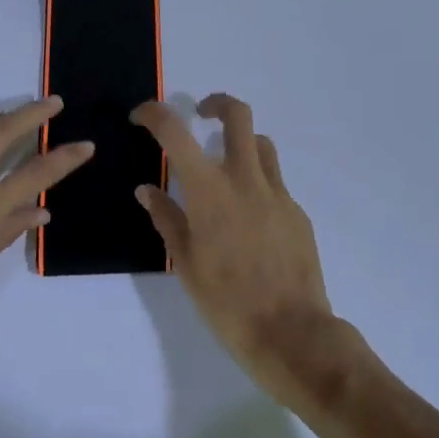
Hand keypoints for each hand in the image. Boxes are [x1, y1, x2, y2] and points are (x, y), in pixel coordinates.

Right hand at [131, 95, 352, 409]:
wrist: (292, 333)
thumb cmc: (227, 302)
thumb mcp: (185, 264)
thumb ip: (166, 218)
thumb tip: (147, 190)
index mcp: (210, 190)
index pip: (176, 131)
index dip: (154, 113)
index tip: (141, 116)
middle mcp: (245, 179)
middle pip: (237, 115)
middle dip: (217, 104)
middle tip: (201, 116)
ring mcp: (277, 193)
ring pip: (261, 144)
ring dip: (241, 143)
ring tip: (225, 168)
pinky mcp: (297, 212)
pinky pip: (275, 182)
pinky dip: (257, 184)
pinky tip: (249, 219)